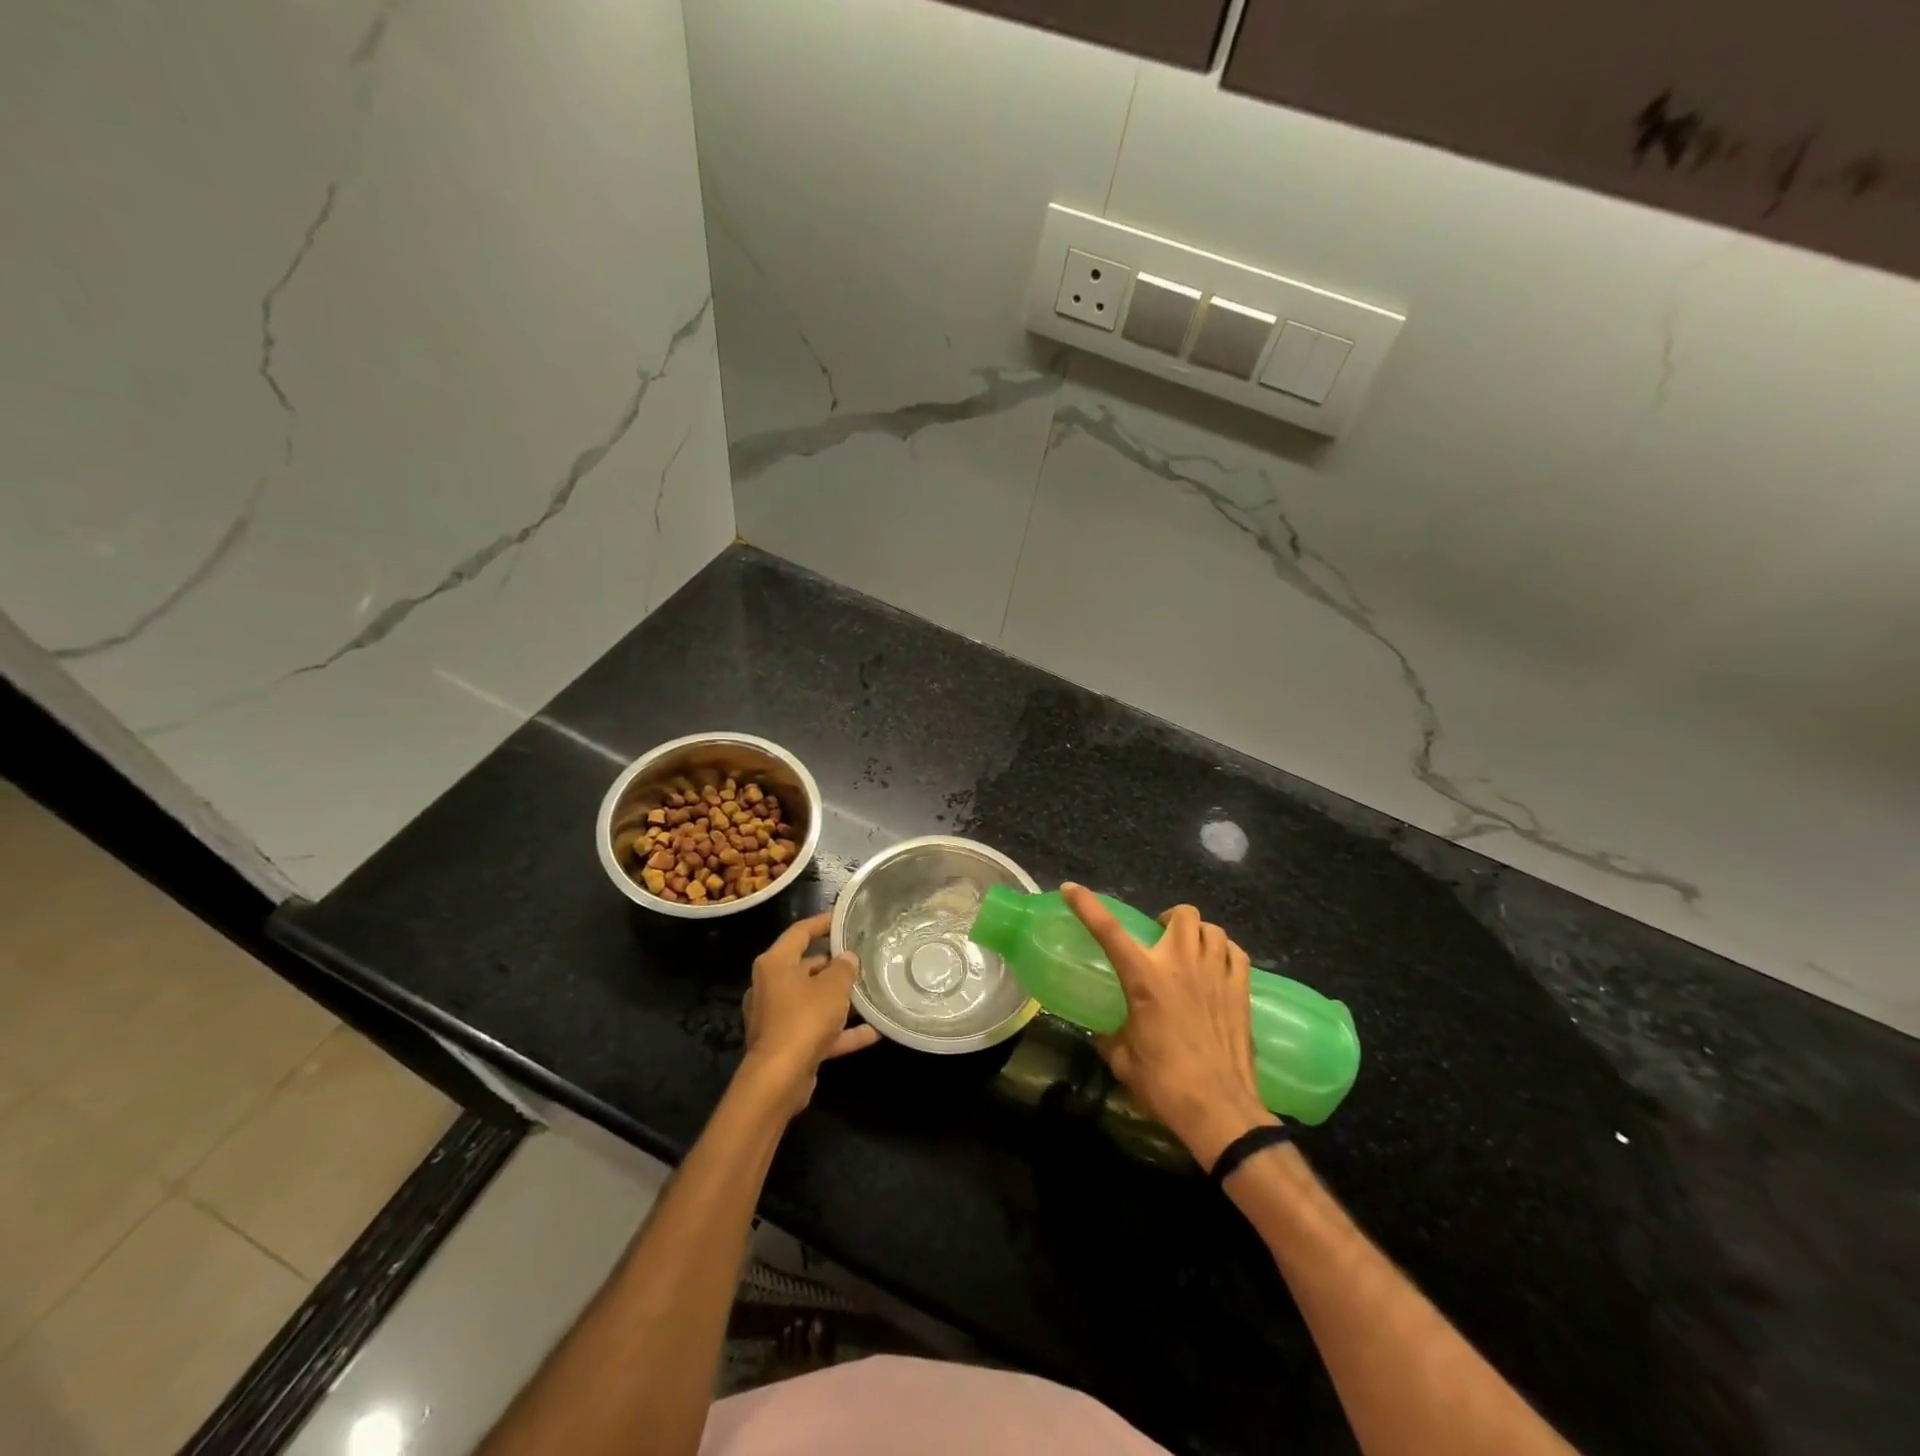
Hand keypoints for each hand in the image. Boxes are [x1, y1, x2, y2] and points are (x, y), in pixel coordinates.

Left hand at [741, 911, 880, 1113]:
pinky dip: (840, 1030)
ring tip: (870, 993)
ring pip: (813, 1000)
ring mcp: (776, 1017)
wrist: (779, 1078)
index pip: (800, 932)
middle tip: (863, 959)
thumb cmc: (804, 1019)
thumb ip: (844, 968)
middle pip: (806, 967)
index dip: (823, 922)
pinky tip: (872, 1031)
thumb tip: (847, 957)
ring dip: (839, 1000)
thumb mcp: (832, 987)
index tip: (844, 919)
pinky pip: (817, 1029)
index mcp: (775, 964)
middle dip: (834, 965)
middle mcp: (771, 986)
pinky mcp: (785, 1044)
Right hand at [1061, 883, 1274, 1166]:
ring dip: (1197, 933)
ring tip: (1189, 950)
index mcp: (1144, 978)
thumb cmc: (1164, 1084)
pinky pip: (1236, 952)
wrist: (1219, 1110)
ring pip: (1211, 928)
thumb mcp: (1123, 1060)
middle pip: (1181, 914)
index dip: (1087, 905)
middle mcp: (1181, 965)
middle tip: (1159, 938)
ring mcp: (1216, 974)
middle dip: (1168, 919)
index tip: (1071, 889)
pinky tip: (1218, 965)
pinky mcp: (1242, 990)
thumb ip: (1110, 1038)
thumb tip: (1104, 1034)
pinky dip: (1225, 951)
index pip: (1108, 930)